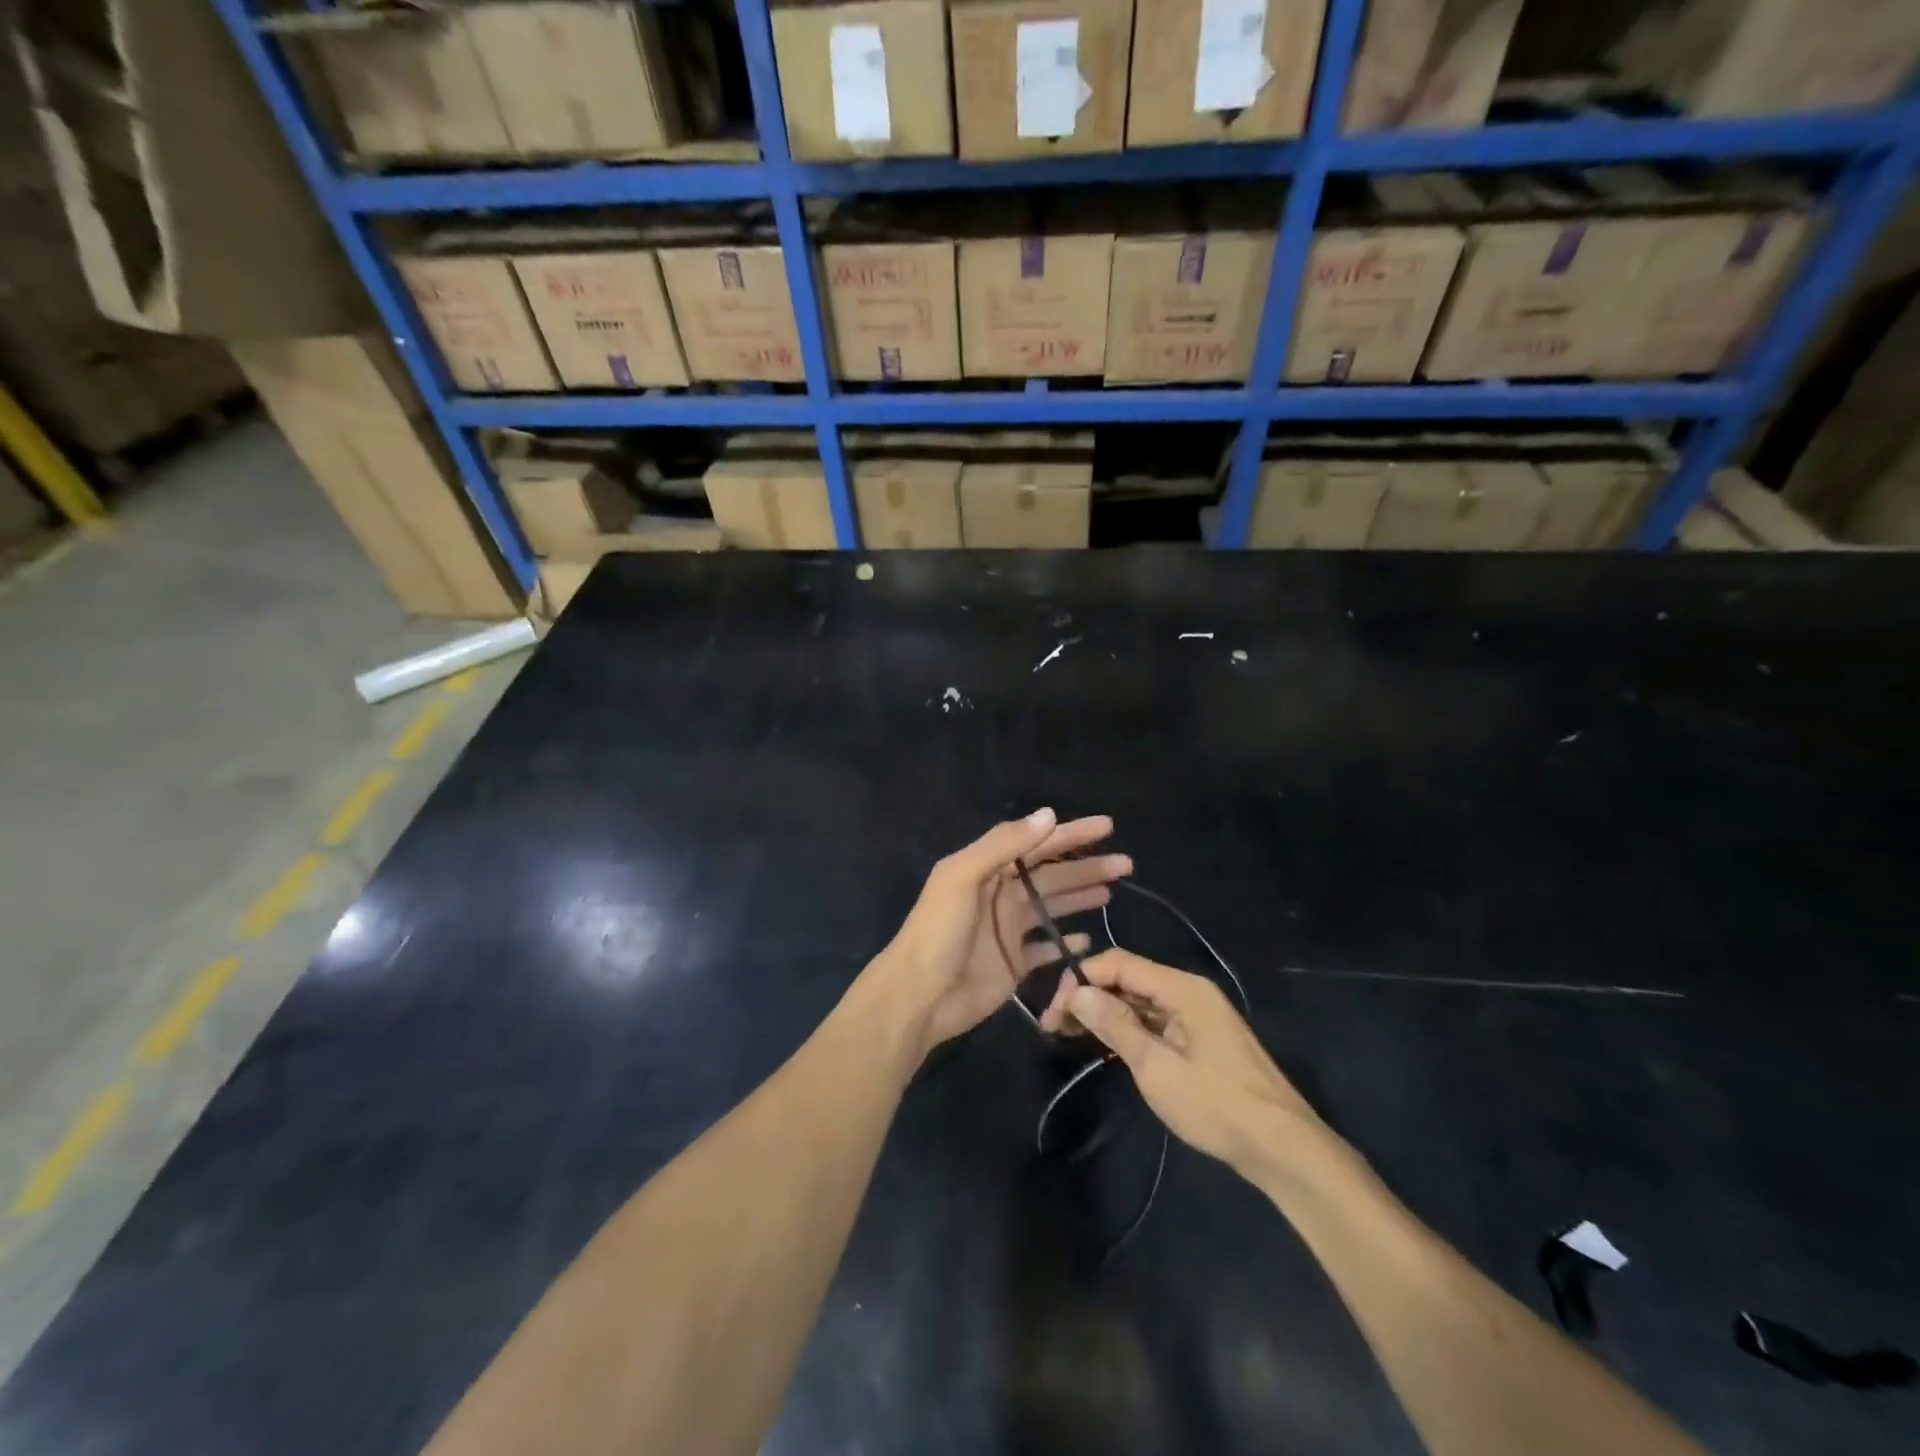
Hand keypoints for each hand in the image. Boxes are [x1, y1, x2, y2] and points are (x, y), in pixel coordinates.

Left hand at [874, 808, 1130, 1055]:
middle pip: (1052, 875)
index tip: (1107, 826)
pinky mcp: (1014, 963)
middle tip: (1125, 863)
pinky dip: (1066, 943)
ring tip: (1113, 891)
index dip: (1071, 834)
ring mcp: (1009, 930)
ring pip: (1053, 907)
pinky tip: (1089, 939)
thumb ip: (1002, 845)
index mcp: (987, 869)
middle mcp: (1001, 895)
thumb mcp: (962, 877)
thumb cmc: (938, 932)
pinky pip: (1046, 949)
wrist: (919, 996)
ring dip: (1081, 896)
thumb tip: (1048, 815)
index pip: (1037, 844)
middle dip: (1087, 866)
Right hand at [1039, 948, 1330, 1180]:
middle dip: (1089, 996)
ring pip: (1140, 1001)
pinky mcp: (1200, 1039)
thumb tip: (1076, 991)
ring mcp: (1197, 1016)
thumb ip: (1115, 1024)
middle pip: (1128, 979)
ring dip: (1105, 1013)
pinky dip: (1128, 1028)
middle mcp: (1189, 992)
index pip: (1119, 963)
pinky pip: (1155, 1021)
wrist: (1282, 1148)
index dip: (1082, 979)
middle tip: (1054, 1026)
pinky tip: (1105, 1044)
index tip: (1054, 1009)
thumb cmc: (1216, 1104)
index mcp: (1182, 988)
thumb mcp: (1156, 1067)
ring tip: (1070, 1034)